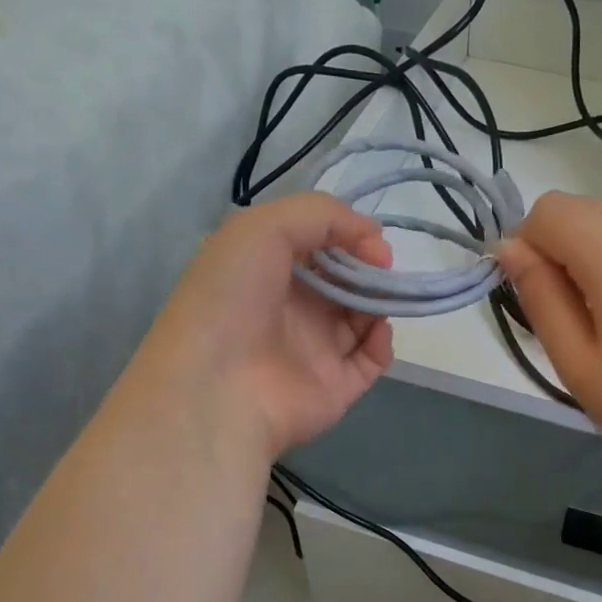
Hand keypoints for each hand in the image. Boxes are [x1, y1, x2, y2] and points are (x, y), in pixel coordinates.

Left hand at [132, 193, 394, 460]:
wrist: (218, 386)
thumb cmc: (232, 298)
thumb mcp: (264, 228)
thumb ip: (322, 214)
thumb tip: (373, 236)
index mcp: (265, 271)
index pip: (316, 246)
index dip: (346, 235)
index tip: (370, 238)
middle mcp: (289, 309)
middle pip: (343, 281)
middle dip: (368, 268)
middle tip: (382, 266)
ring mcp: (313, 350)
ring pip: (361, 318)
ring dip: (379, 300)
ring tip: (384, 294)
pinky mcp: (335, 387)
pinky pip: (370, 360)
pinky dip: (381, 340)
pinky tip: (377, 328)